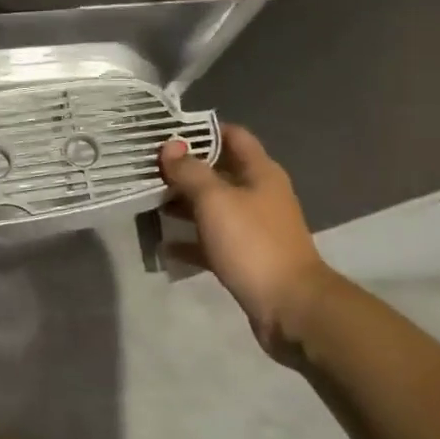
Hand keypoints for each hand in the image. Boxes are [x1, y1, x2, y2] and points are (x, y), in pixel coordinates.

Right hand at [159, 125, 340, 358]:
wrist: (291, 307)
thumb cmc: (253, 243)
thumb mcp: (215, 200)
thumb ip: (190, 171)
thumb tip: (170, 146)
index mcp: (260, 173)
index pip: (232, 136)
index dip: (202, 131)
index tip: (167, 133)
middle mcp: (259, 195)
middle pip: (218, 172)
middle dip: (184, 170)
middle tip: (148, 169)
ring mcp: (253, 228)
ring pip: (213, 207)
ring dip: (183, 205)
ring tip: (149, 204)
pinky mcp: (246, 257)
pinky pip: (212, 241)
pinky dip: (190, 241)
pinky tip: (164, 246)